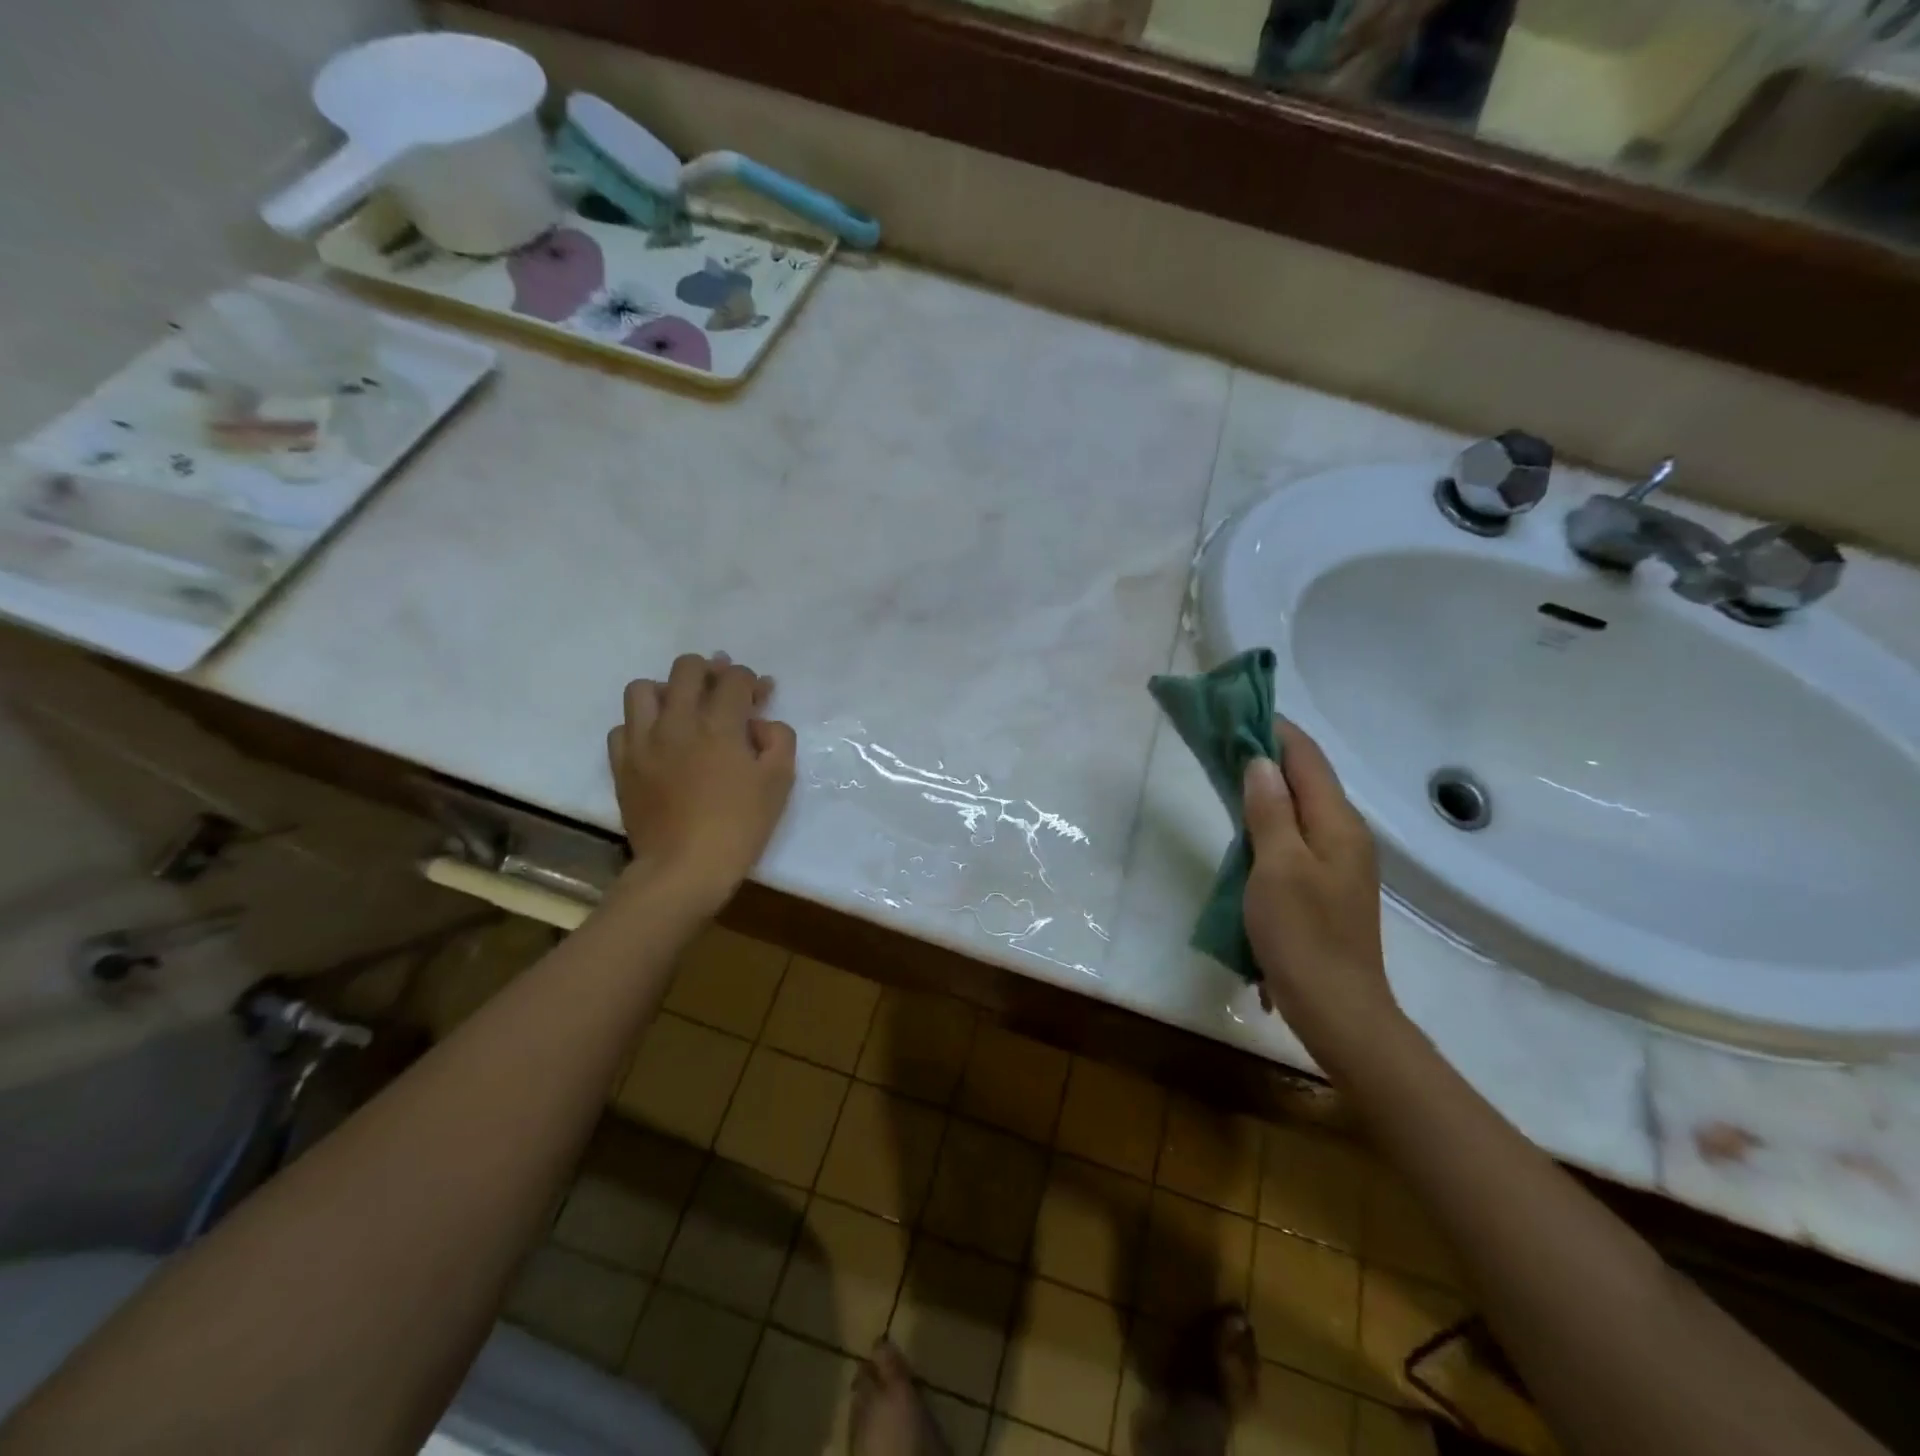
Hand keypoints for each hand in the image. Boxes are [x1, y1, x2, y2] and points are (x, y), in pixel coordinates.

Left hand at [607, 652, 796, 913]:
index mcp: (720, 724)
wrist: (685, 867)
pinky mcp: (622, 764)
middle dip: (711, 670)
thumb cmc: (740, 825)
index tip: (762, 694)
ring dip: (667, 690)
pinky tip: (657, 741)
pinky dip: (641, 726)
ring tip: (682, 708)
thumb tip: (761, 724)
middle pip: (687, 668)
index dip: (752, 681)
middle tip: (723, 688)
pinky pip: (623, 727)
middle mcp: (677, 720)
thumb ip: (778, 739)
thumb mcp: (779, 781)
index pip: (735, 679)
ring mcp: (643, 741)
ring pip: (644, 688)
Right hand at [1242, 720, 1399, 1056]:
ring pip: (1300, 807)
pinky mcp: (1325, 885)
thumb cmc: (1303, 935)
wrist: (1337, 1009)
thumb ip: (1270, 810)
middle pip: (1306, 778)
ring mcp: (1338, 861)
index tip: (1235, 710)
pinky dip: (1270, 818)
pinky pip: (1296, 834)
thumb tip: (1259, 761)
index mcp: (1338, 823)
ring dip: (1266, 786)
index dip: (1273, 729)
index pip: (1306, 758)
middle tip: (1221, 739)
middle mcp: (1344, 834)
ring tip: (1226, 773)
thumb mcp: (1277, 867)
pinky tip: (1245, 825)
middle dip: (1266, 754)